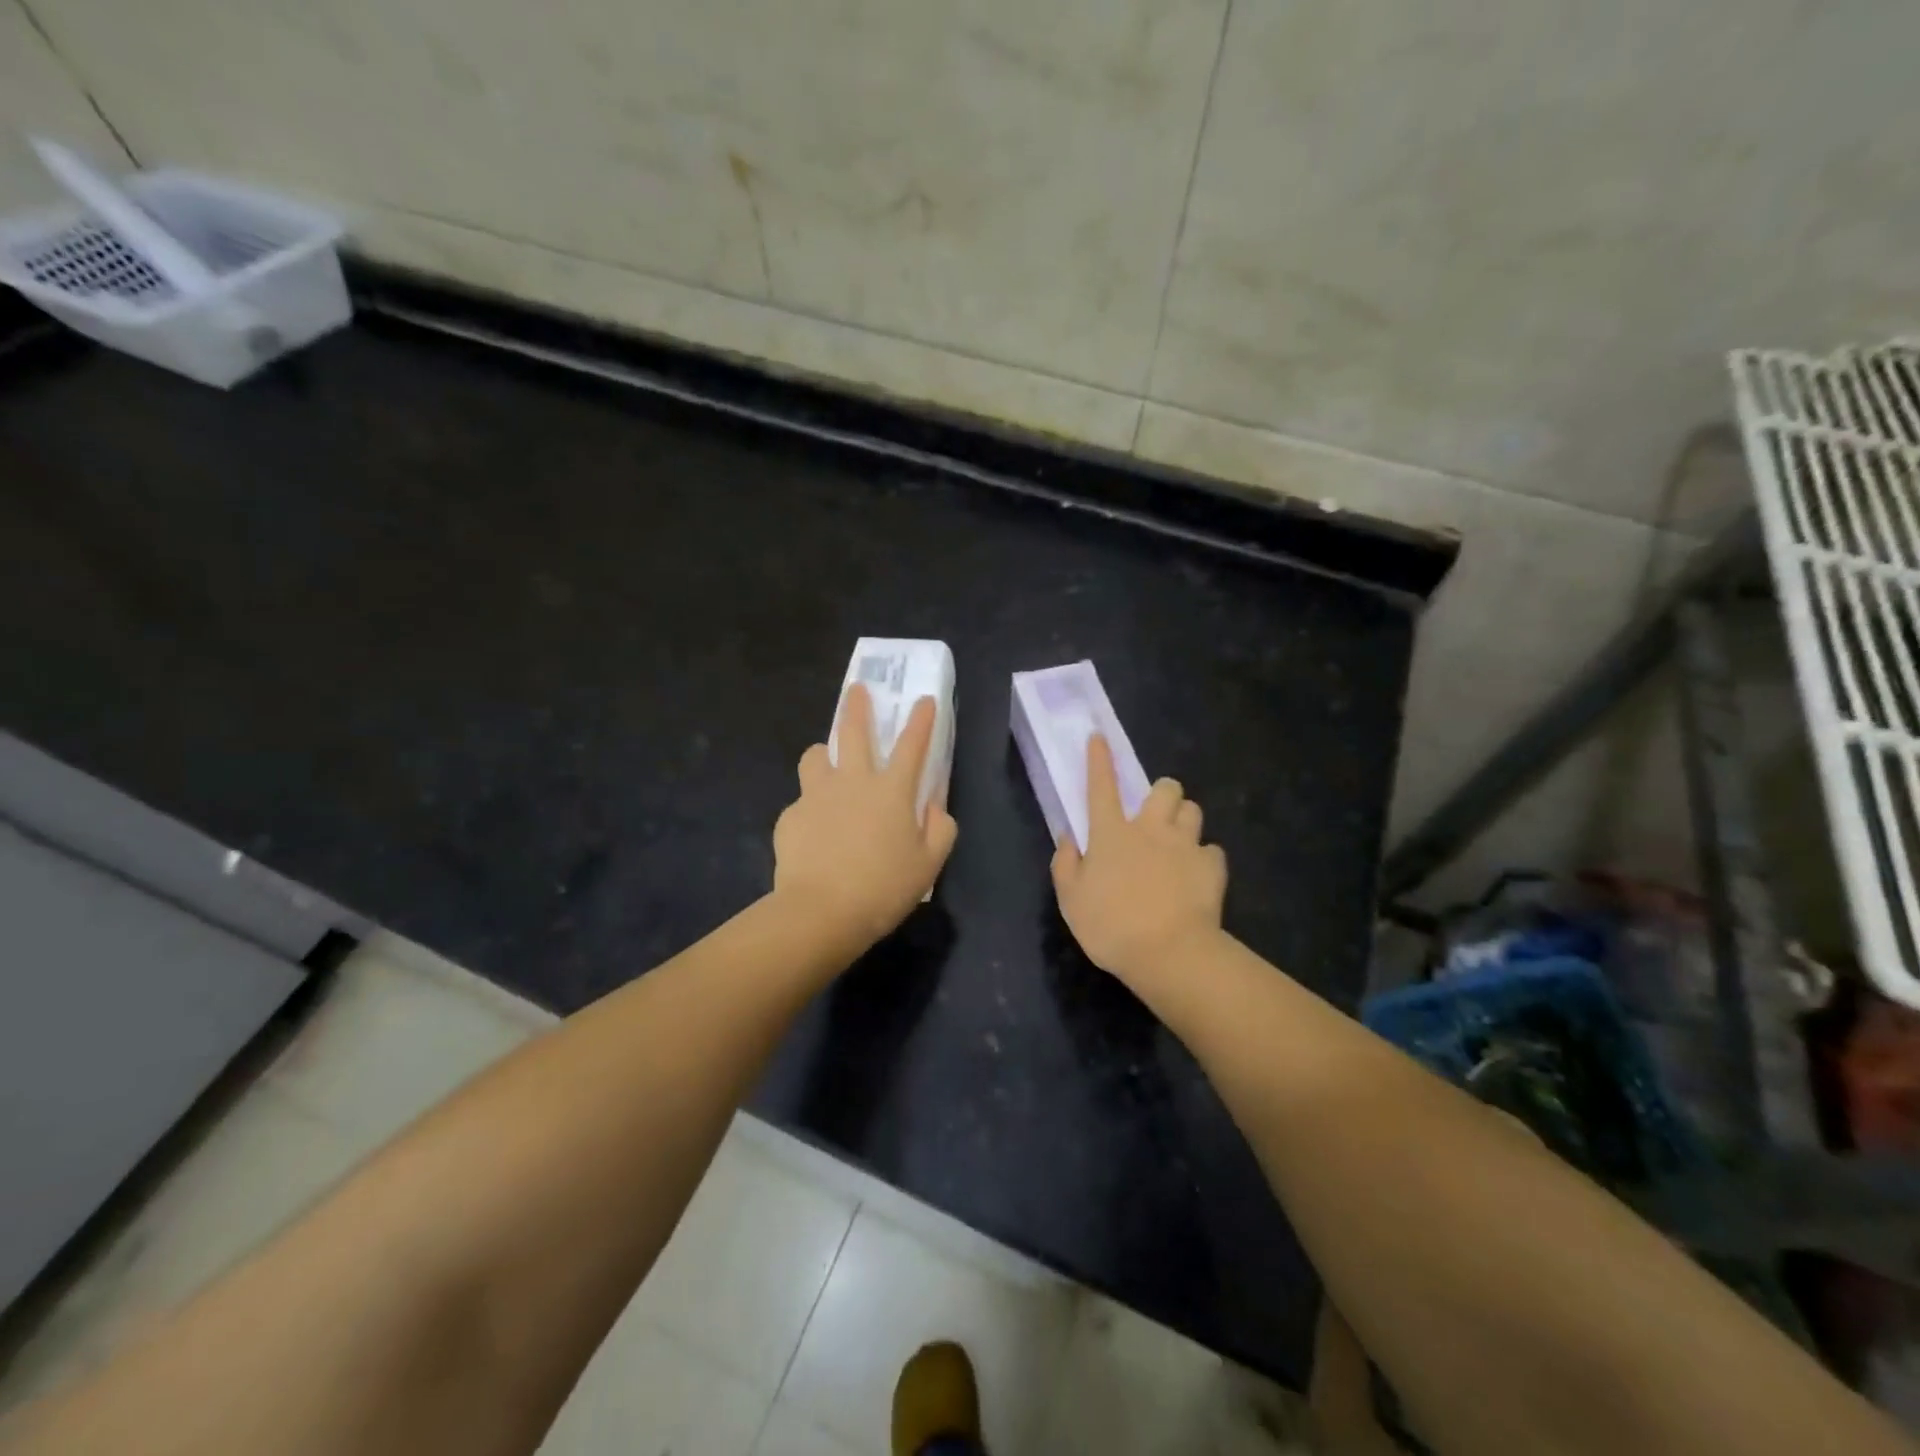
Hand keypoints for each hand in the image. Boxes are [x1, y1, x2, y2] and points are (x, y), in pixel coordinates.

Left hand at [773, 683, 958, 944]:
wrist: (820, 913)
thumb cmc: (883, 889)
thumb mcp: (928, 865)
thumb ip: (940, 831)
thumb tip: (935, 809)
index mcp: (891, 791)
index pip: (912, 745)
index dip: (921, 720)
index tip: (923, 700)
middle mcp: (853, 782)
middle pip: (853, 731)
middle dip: (857, 706)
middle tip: (857, 690)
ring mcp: (816, 796)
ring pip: (815, 756)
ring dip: (824, 755)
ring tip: (826, 766)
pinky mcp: (790, 817)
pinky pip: (801, 803)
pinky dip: (811, 810)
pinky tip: (814, 835)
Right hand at [1051, 735, 1226, 985]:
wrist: (1169, 953)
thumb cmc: (1110, 926)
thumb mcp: (1071, 900)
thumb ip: (1065, 864)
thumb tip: (1068, 838)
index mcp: (1111, 834)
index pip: (1101, 786)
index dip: (1099, 759)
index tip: (1099, 737)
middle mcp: (1149, 829)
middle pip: (1165, 788)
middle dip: (1162, 793)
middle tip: (1155, 816)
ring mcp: (1185, 845)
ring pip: (1193, 810)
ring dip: (1184, 820)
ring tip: (1178, 842)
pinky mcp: (1213, 866)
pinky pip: (1212, 850)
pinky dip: (1204, 859)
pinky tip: (1197, 876)